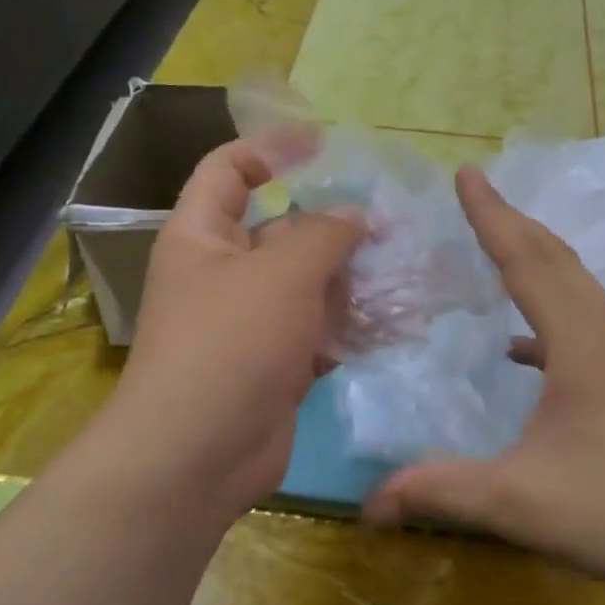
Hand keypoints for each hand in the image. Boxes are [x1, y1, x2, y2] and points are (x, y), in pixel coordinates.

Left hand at [108, 139, 364, 523]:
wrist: (198, 456)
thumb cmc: (230, 344)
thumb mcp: (281, 274)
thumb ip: (324, 235)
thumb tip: (355, 215)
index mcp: (202, 235)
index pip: (229, 170)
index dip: (272, 149)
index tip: (325, 148)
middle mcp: (224, 272)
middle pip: (282, 230)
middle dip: (334, 225)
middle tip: (392, 223)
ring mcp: (251, 321)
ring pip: (307, 284)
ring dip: (352, 278)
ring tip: (406, 270)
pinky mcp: (275, 363)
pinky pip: (317, 330)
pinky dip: (349, 325)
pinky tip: (393, 322)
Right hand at [364, 167, 604, 604]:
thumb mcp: (519, 503)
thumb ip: (441, 491)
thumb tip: (368, 503)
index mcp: (579, 346)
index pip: (527, 263)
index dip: (492, 216)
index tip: (466, 173)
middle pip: (558, 262)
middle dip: (515, 223)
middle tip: (479, 194)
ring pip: (577, 292)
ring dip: (538, 262)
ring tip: (501, 249)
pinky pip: (584, 332)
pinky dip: (549, 320)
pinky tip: (523, 350)